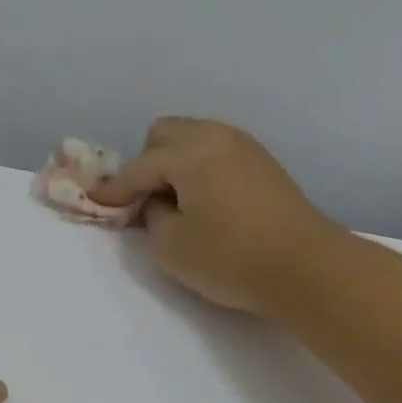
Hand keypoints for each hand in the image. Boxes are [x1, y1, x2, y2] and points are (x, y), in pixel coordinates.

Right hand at [91, 117, 335, 313]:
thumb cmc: (231, 258)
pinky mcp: (264, 164)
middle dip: (146, 163)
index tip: (94, 203)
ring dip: (175, 164)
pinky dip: (200, 169)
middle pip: (165, 133)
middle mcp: (217, 137)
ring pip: (193, 139)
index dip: (114, 189)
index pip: (139, 167)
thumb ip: (151, 216)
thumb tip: (157, 202)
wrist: (307, 269)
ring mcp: (245, 147)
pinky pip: (216, 152)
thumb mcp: (171, 245)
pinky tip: (204, 202)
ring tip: (176, 203)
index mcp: (191, 152)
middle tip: (146, 201)